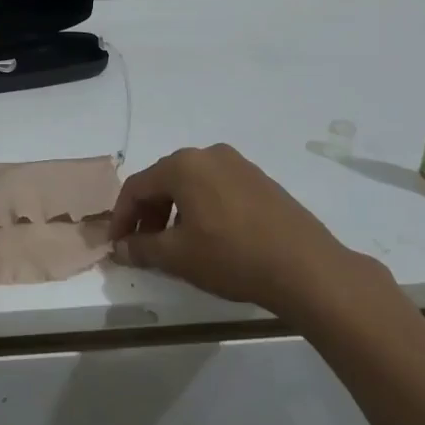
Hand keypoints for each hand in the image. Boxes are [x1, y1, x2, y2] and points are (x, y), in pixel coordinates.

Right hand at [110, 144, 360, 313]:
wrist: (307, 268)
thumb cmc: (232, 257)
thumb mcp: (178, 257)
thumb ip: (142, 249)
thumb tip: (119, 248)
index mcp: (183, 165)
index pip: (136, 187)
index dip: (121, 217)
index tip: (116, 245)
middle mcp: (209, 155)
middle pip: (163, 181)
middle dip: (147, 214)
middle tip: (143, 246)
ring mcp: (239, 165)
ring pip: (191, 185)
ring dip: (173, 212)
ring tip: (175, 245)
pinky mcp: (261, 181)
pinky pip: (217, 189)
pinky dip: (201, 209)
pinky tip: (208, 238)